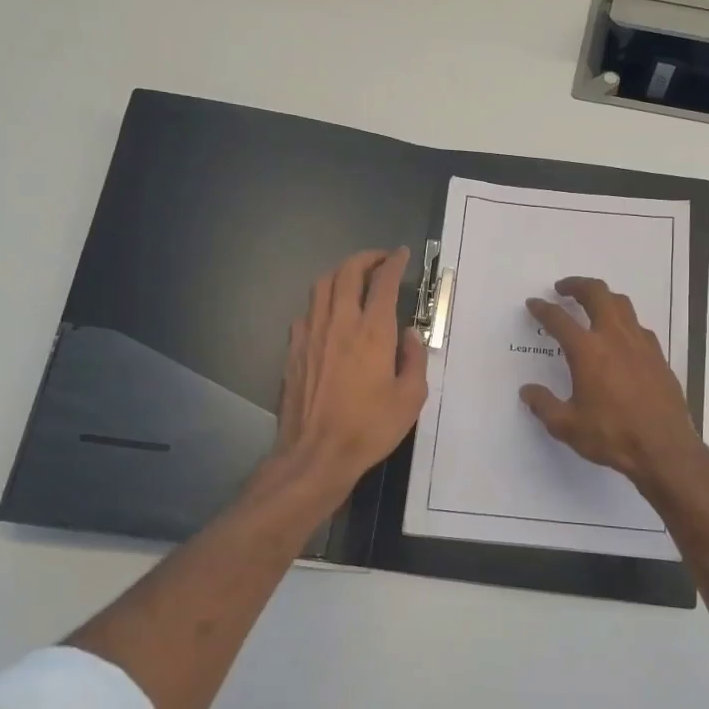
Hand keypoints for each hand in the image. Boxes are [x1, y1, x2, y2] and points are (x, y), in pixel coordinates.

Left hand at [271, 247, 428, 496]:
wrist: (316, 453)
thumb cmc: (370, 428)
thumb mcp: (410, 398)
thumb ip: (414, 359)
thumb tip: (409, 334)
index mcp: (373, 332)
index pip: (383, 282)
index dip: (394, 263)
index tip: (401, 255)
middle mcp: (341, 323)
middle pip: (348, 272)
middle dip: (365, 258)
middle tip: (379, 260)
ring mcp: (312, 334)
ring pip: (322, 286)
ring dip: (340, 274)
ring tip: (354, 278)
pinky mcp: (294, 349)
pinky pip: (307, 312)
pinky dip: (322, 303)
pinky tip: (329, 315)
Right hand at [521, 276, 704, 491]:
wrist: (664, 448)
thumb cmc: (612, 435)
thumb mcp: (567, 426)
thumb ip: (544, 405)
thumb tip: (528, 391)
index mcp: (587, 351)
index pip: (559, 319)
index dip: (543, 309)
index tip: (534, 303)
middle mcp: (614, 337)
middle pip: (596, 294)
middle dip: (577, 285)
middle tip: (563, 288)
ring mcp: (641, 343)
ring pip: (622, 304)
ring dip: (603, 297)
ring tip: (592, 304)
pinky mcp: (658, 355)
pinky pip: (639, 326)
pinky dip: (624, 321)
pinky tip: (620, 336)